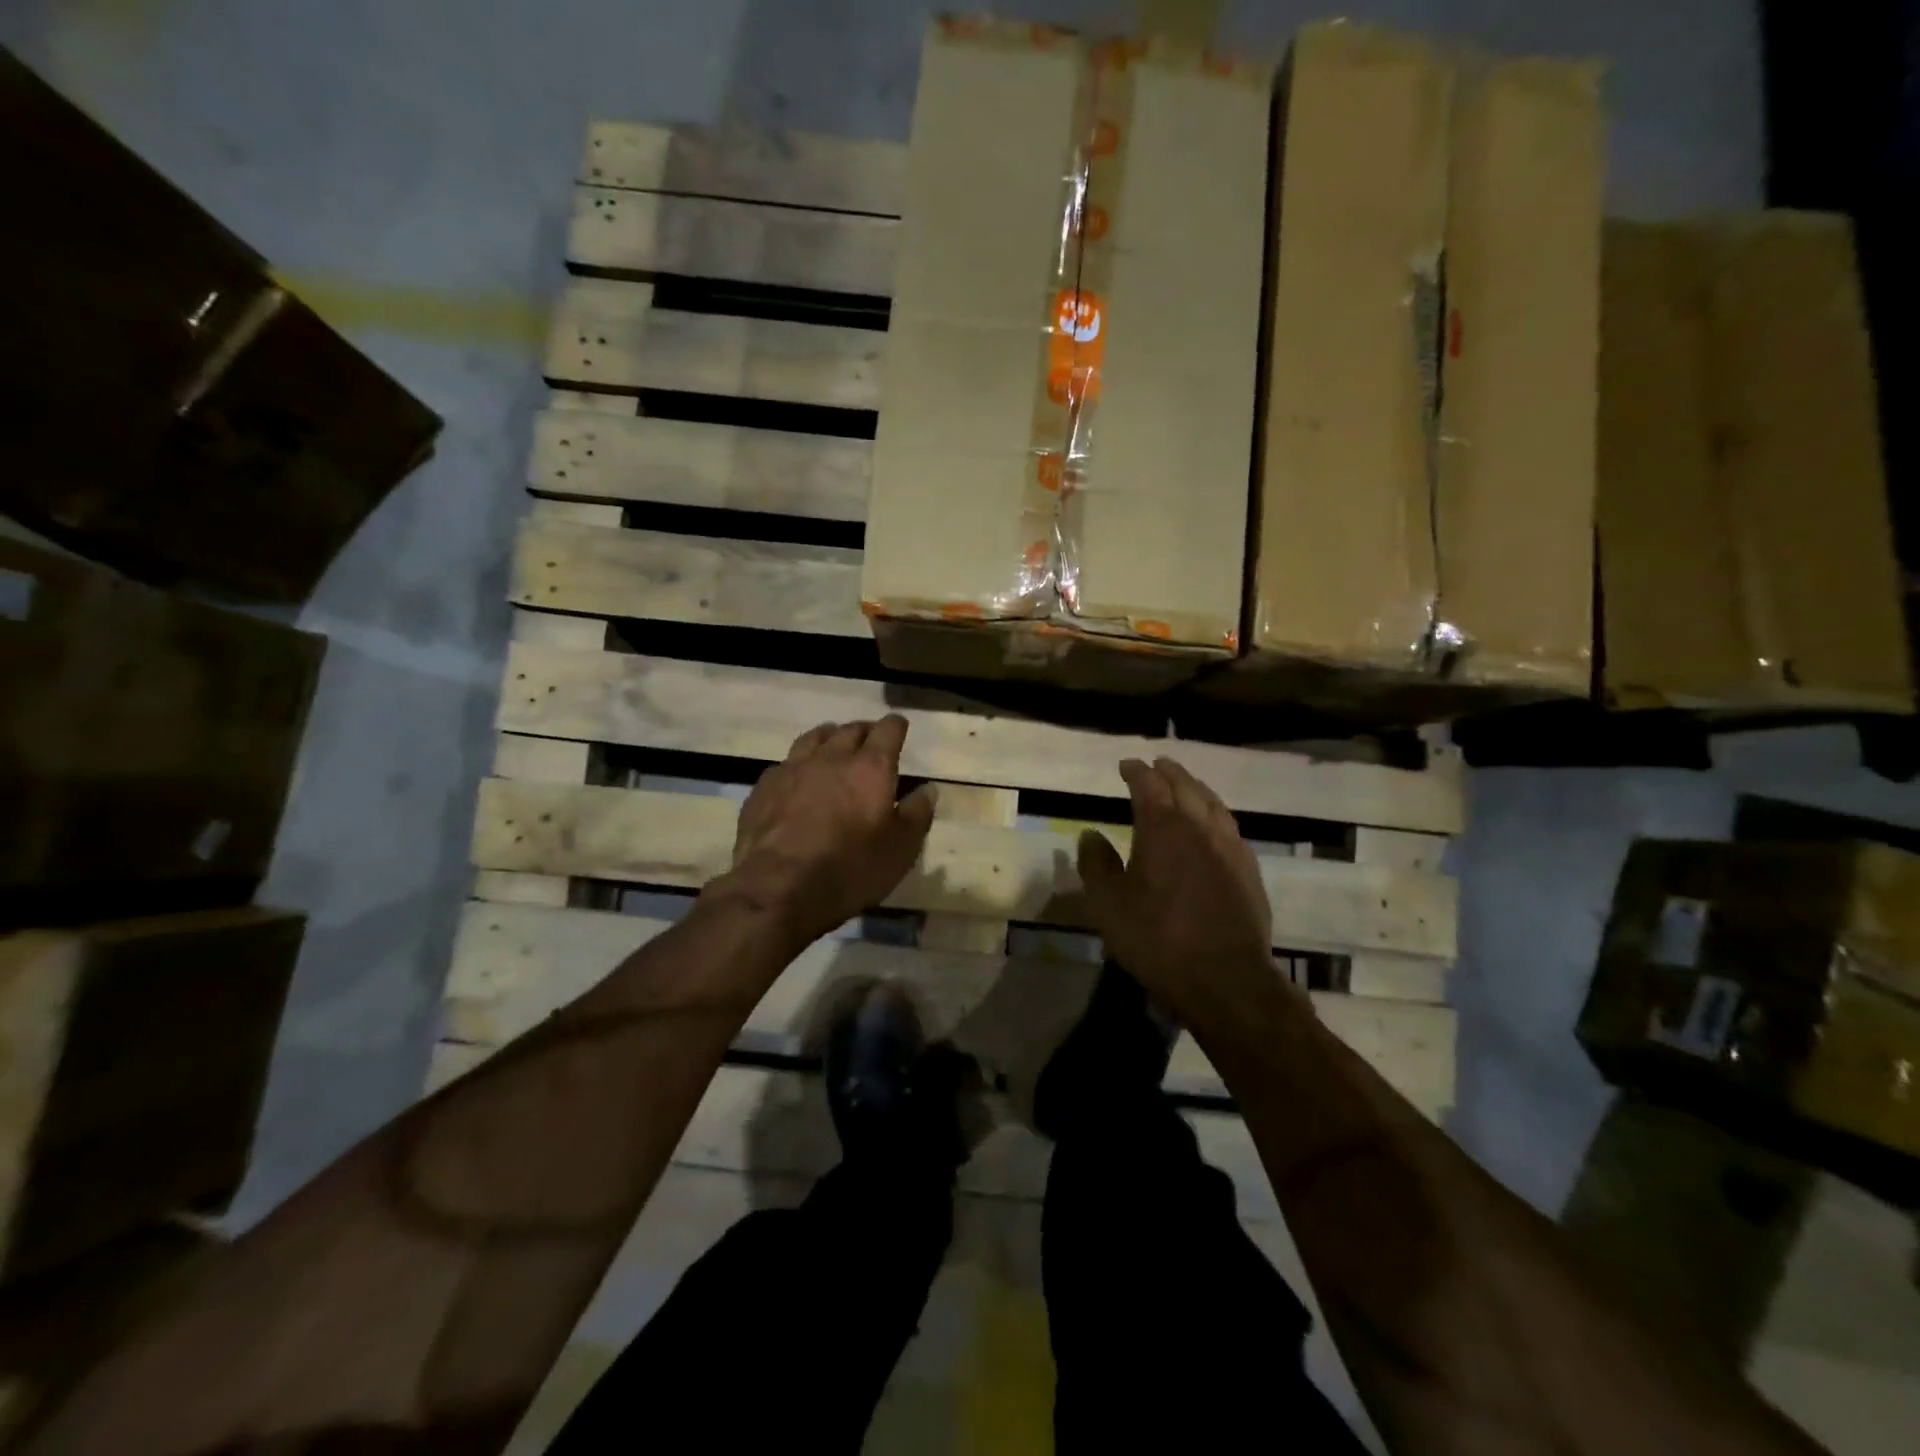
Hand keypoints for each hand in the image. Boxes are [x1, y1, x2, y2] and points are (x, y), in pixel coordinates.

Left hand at [719, 716, 936, 948]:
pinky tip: (797, 779)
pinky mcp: (763, 787)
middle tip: (870, 742)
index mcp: (870, 767)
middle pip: (850, 729)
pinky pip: (785, 763)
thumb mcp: (900, 849)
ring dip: (829, 739)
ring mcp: (793, 769)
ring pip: (814, 738)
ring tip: (833, 748)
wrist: (778, 887)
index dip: (896, 726)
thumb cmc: (850, 868)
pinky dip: (798, 765)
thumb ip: (917, 814)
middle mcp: (832, 757)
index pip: (888, 730)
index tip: (900, 728)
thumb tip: (928, 789)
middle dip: (864, 731)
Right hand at [1077, 758, 1284, 1026]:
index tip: (1126, 765)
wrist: (1225, 979)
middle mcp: (1200, 827)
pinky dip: (1215, 815)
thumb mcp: (1108, 905)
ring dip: (1196, 789)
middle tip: (1157, 764)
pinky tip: (1213, 827)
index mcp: (1163, 828)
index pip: (1148, 785)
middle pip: (1186, 786)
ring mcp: (1230, 848)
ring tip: (1186, 786)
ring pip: (1213, 804)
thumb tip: (1089, 834)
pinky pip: (1230, 828)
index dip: (1136, 771)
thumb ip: (1097, 864)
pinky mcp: (1249, 871)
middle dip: (1169, 772)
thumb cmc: (1157, 939)